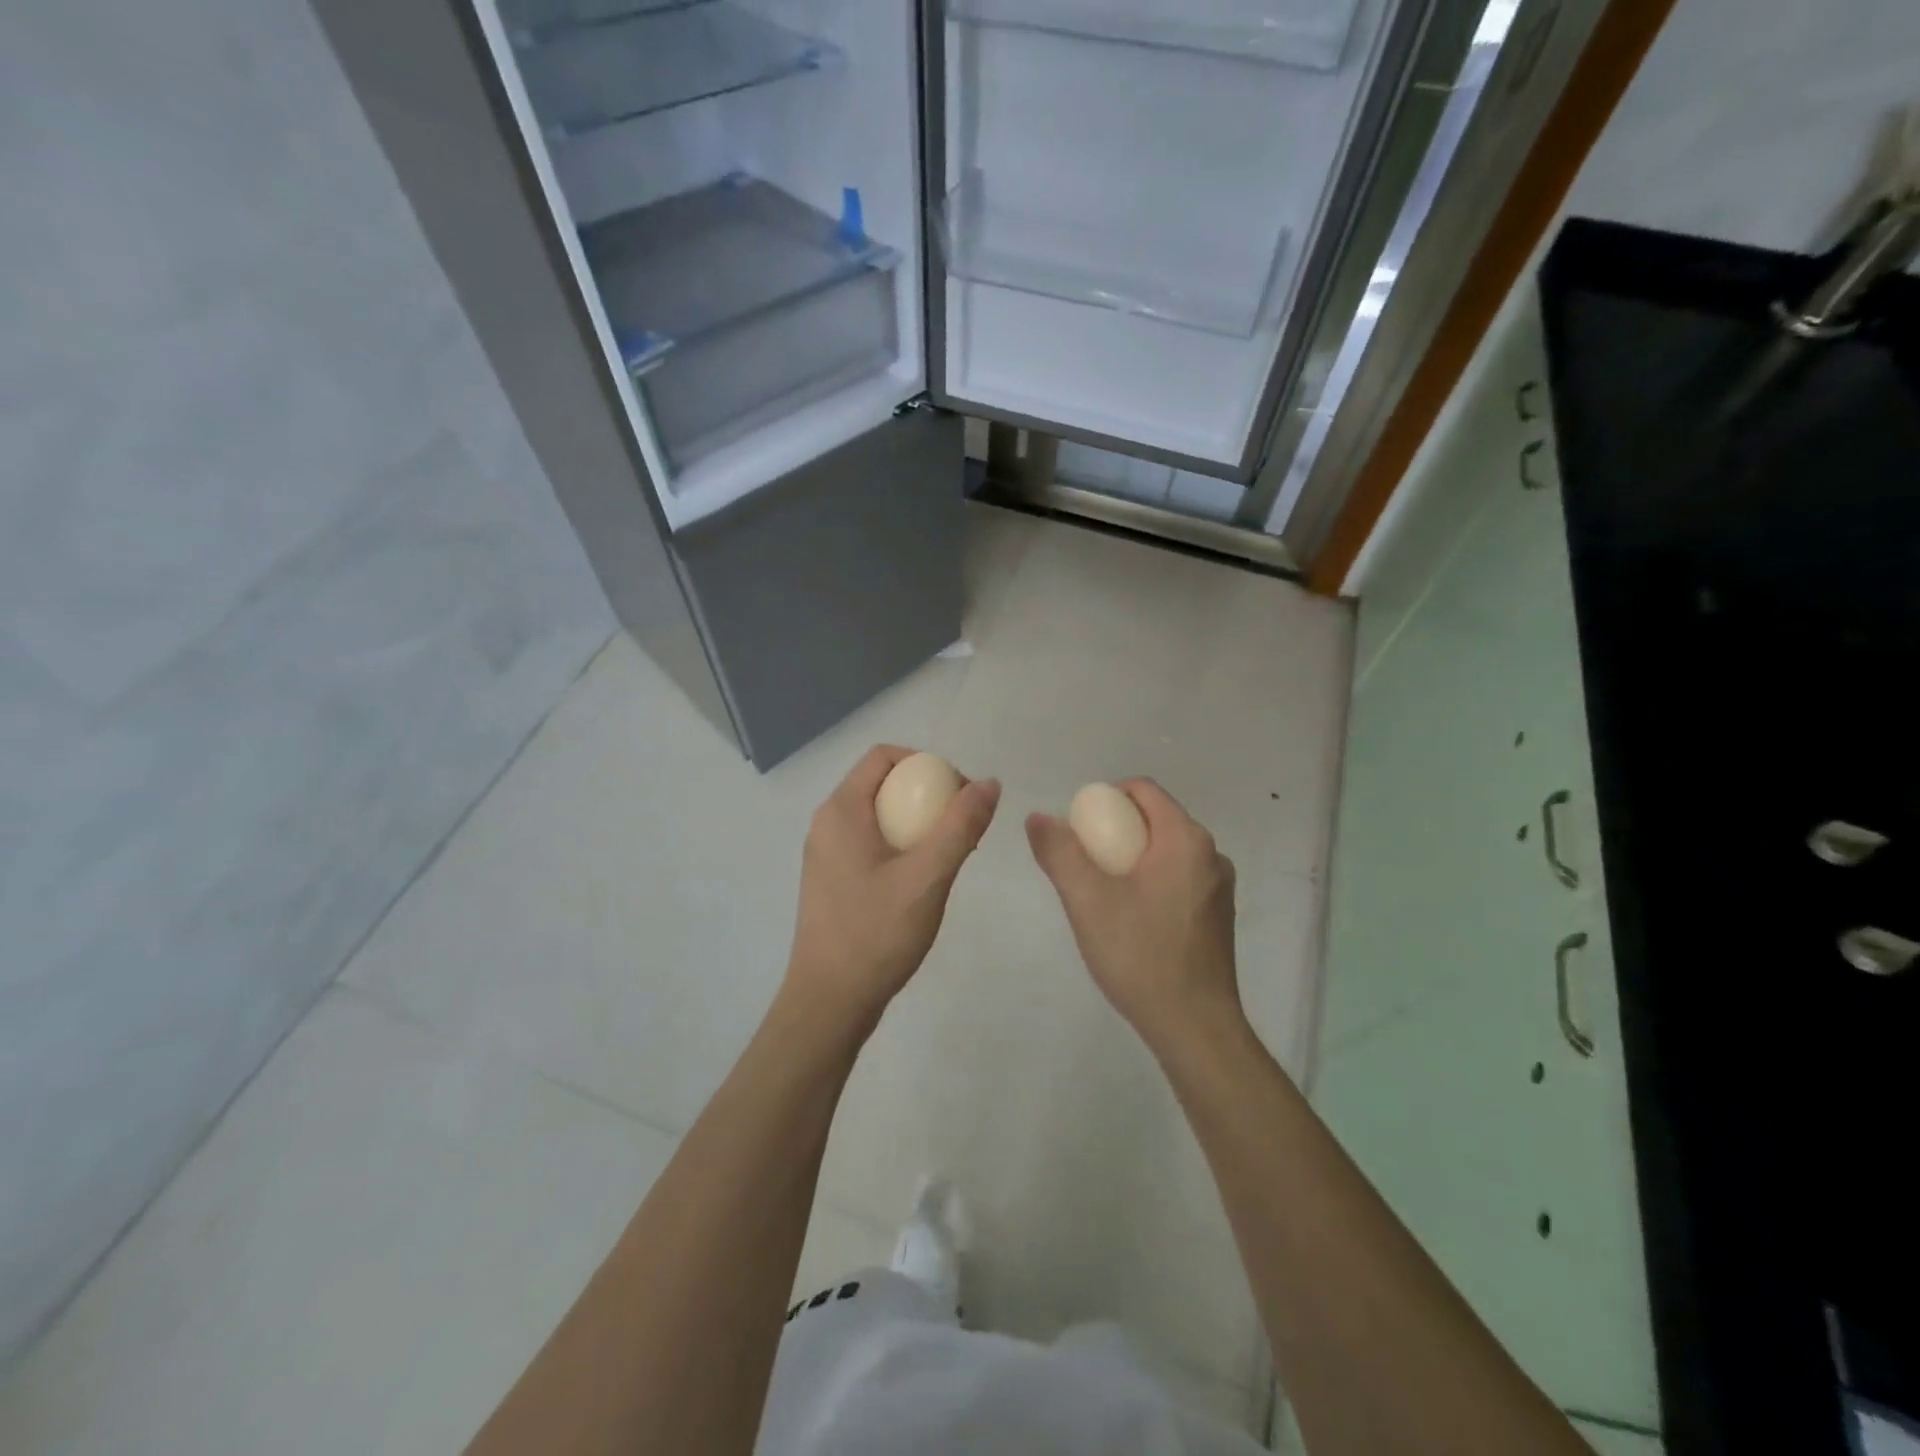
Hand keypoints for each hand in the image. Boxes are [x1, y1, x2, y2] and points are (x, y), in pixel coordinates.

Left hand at [784, 745, 1000, 1034]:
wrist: (829, 1001)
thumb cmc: (876, 933)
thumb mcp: (928, 876)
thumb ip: (960, 825)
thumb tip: (989, 783)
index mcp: (841, 811)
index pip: (883, 756)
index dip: (925, 762)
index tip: (958, 792)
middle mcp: (828, 823)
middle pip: (882, 784)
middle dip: (926, 794)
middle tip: (962, 826)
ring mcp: (826, 854)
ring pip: (878, 816)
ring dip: (917, 823)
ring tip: (951, 853)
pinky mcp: (832, 880)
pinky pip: (870, 843)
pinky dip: (901, 846)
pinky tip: (924, 879)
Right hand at [1026, 779, 1241, 1053]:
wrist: (1194, 1026)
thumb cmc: (1140, 955)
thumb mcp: (1087, 900)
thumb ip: (1060, 852)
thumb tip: (1038, 817)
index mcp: (1185, 839)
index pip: (1143, 790)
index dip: (1105, 798)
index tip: (1080, 830)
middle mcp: (1211, 854)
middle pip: (1154, 819)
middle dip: (1114, 831)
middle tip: (1083, 865)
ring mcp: (1219, 887)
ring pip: (1165, 851)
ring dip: (1131, 859)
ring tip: (1102, 895)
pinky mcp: (1218, 915)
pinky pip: (1178, 878)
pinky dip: (1150, 881)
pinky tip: (1130, 919)